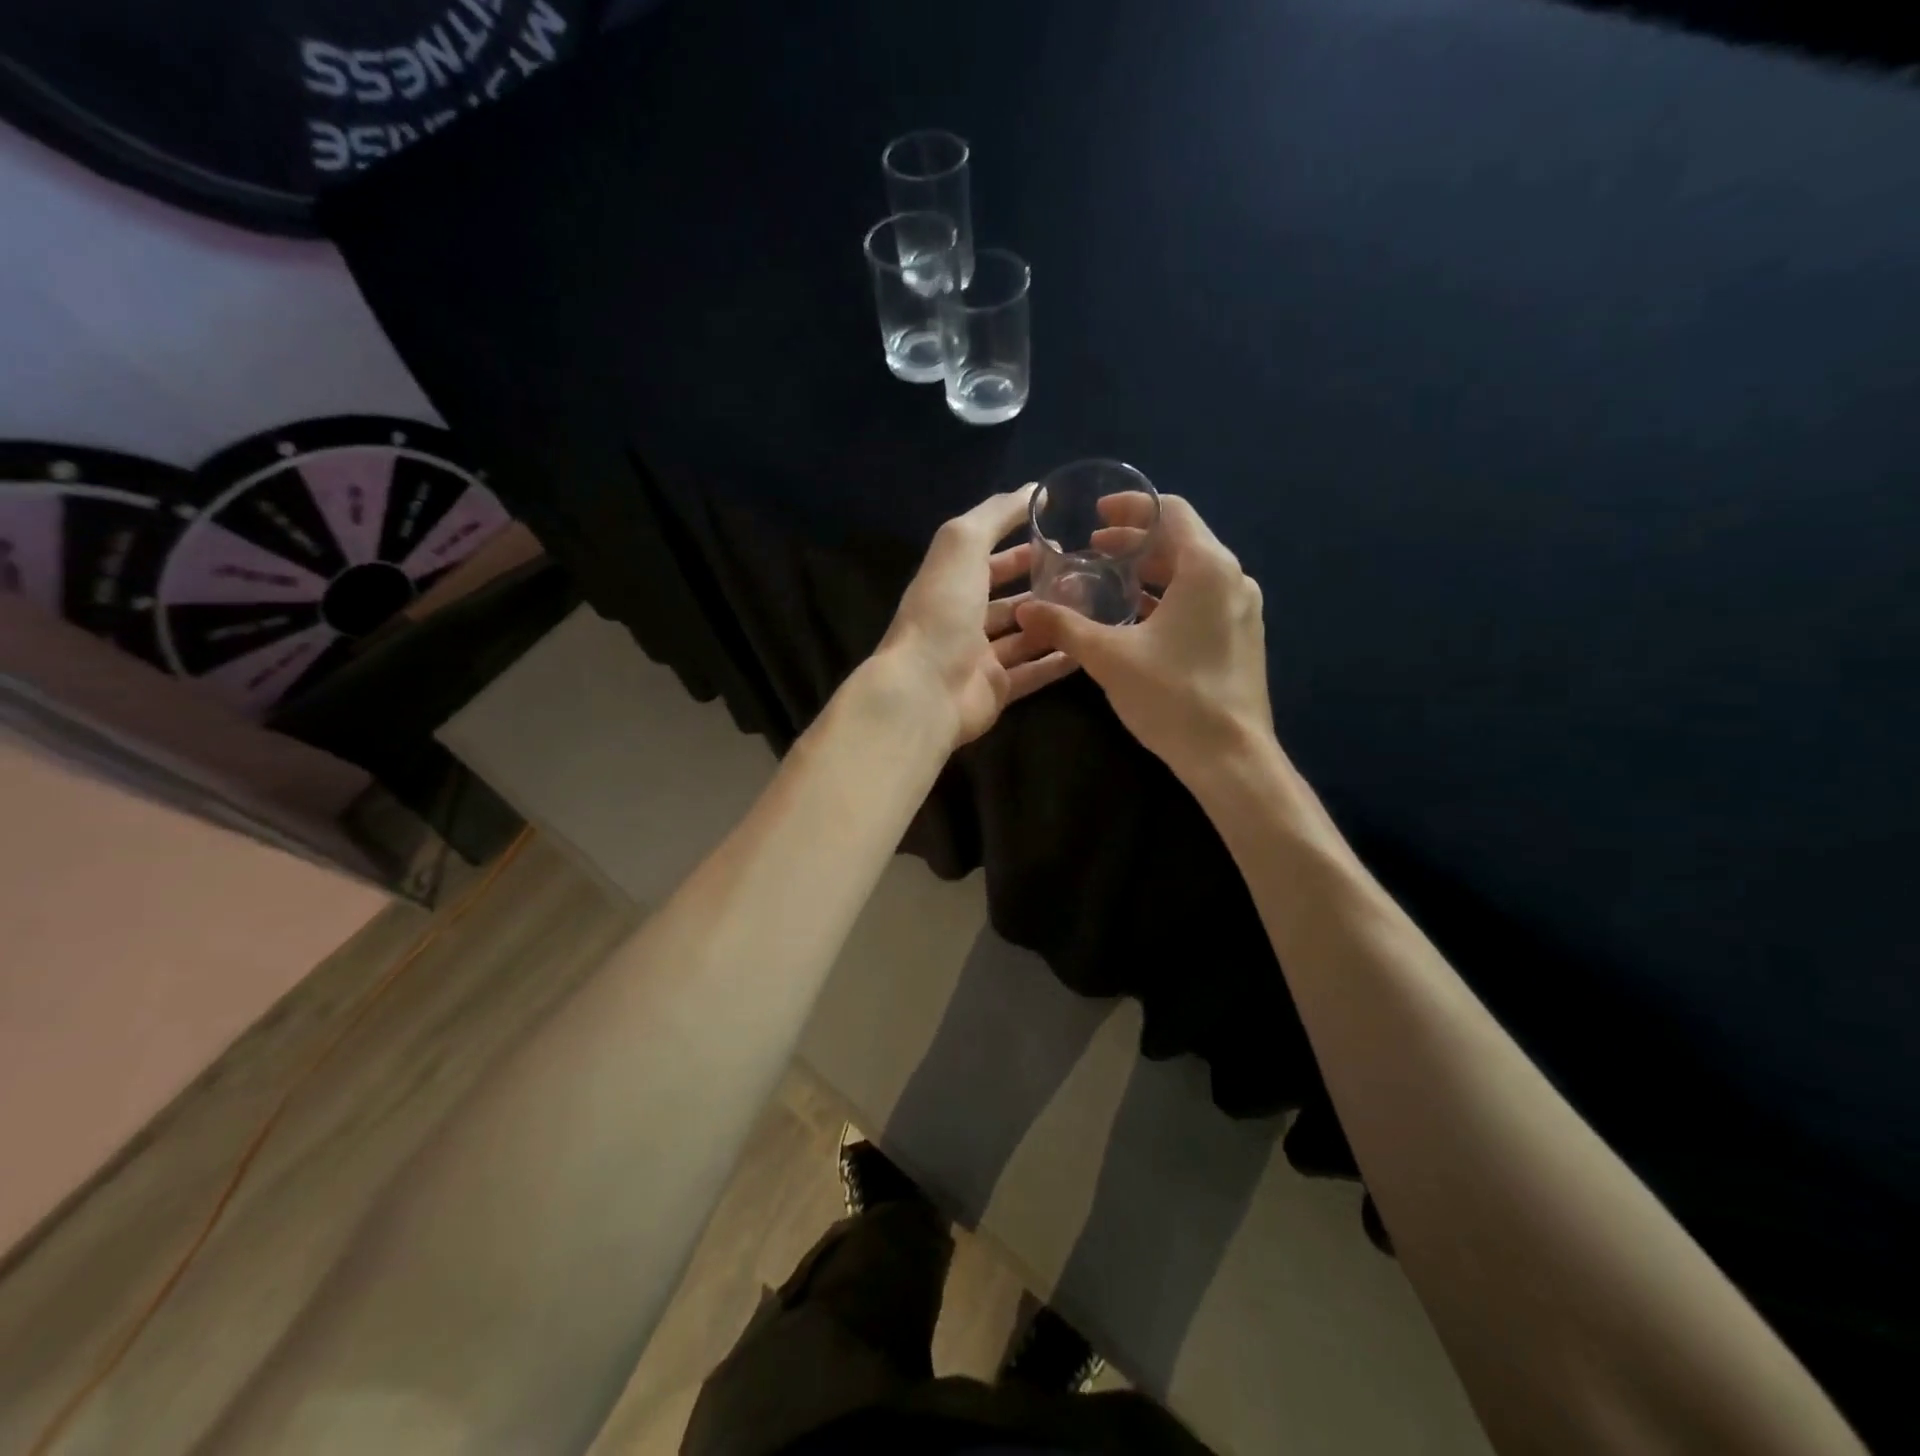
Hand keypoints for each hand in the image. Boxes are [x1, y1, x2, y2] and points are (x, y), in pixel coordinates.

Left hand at [877, 485, 1078, 747]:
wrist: (926, 689)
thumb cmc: (943, 610)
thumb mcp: (963, 544)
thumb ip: (996, 515)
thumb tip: (1033, 491)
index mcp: (950, 583)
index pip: (986, 560)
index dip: (1019, 550)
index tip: (1060, 541)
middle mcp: (962, 620)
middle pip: (1007, 600)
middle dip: (1041, 587)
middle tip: (1085, 577)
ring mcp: (980, 658)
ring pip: (1023, 636)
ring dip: (1054, 622)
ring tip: (1095, 608)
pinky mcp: (997, 690)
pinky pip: (1033, 673)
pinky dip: (1057, 661)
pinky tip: (1088, 649)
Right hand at [1015, 494, 1274, 784]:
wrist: (1231, 757)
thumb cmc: (1173, 697)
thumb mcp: (1110, 658)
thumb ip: (1065, 627)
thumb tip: (1025, 609)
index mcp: (1207, 568)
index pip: (1171, 511)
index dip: (1131, 508)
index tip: (1096, 516)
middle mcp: (1231, 579)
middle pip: (1181, 541)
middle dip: (1134, 542)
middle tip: (1091, 552)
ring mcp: (1241, 609)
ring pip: (1190, 572)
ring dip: (1149, 572)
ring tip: (1107, 582)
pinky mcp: (1240, 636)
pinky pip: (1200, 599)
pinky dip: (1166, 597)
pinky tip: (1135, 619)